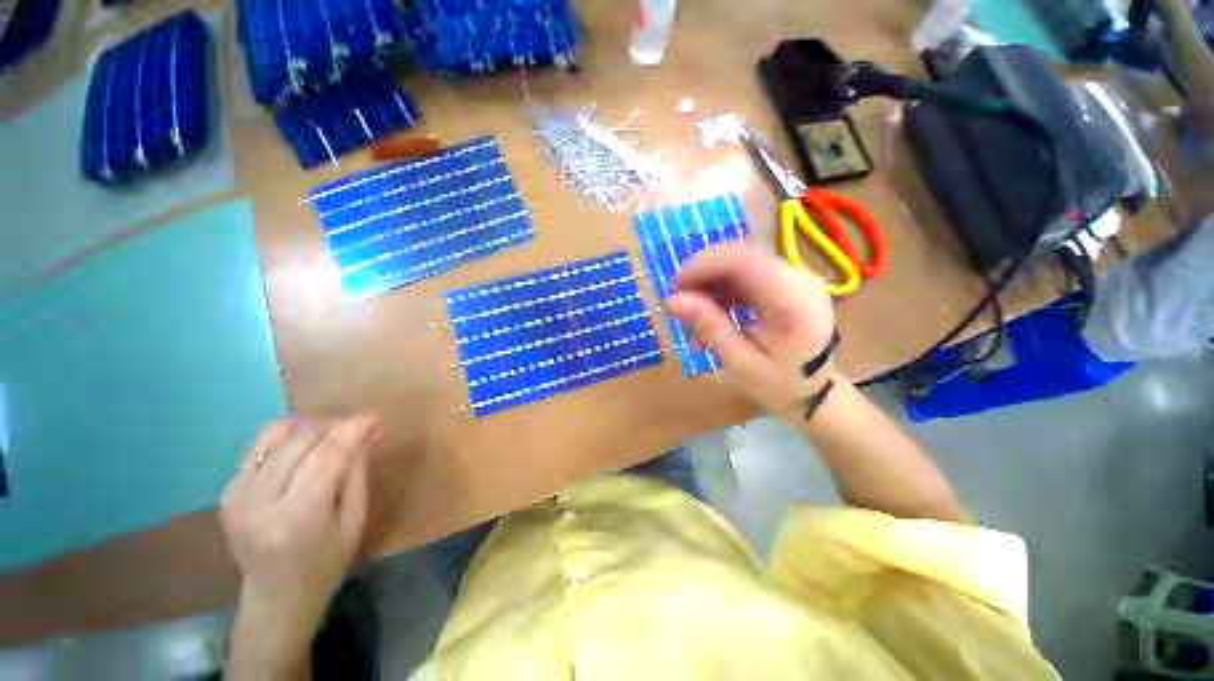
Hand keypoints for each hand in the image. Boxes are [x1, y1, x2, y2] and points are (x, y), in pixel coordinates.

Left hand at [220, 417, 381, 648]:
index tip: (376, 417)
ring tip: (334, 434)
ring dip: (310, 427)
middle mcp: (259, 502)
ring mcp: (236, 495)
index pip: (327, 457)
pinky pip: (259, 447)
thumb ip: (356, 474)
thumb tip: (366, 433)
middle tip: (361, 426)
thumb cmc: (325, 564)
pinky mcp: (227, 491)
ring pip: (274, 435)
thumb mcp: (354, 521)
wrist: (274, 598)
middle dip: (335, 425)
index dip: (353, 430)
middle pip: (300, 441)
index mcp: (296, 517)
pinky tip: (306, 448)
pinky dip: (287, 438)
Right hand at [665, 243, 838, 416]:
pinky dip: (721, 293)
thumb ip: (709, 326)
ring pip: (737, 265)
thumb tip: (671, 300)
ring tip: (694, 324)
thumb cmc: (779, 383)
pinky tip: (710, 317)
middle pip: (738, 258)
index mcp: (792, 300)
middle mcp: (797, 277)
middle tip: (679, 306)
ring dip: (709, 288)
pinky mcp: (785, 280)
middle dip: (701, 277)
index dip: (702, 265)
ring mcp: (793, 276)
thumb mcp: (740, 361)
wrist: (814, 389)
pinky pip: (744, 276)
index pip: (743, 260)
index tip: (674, 287)